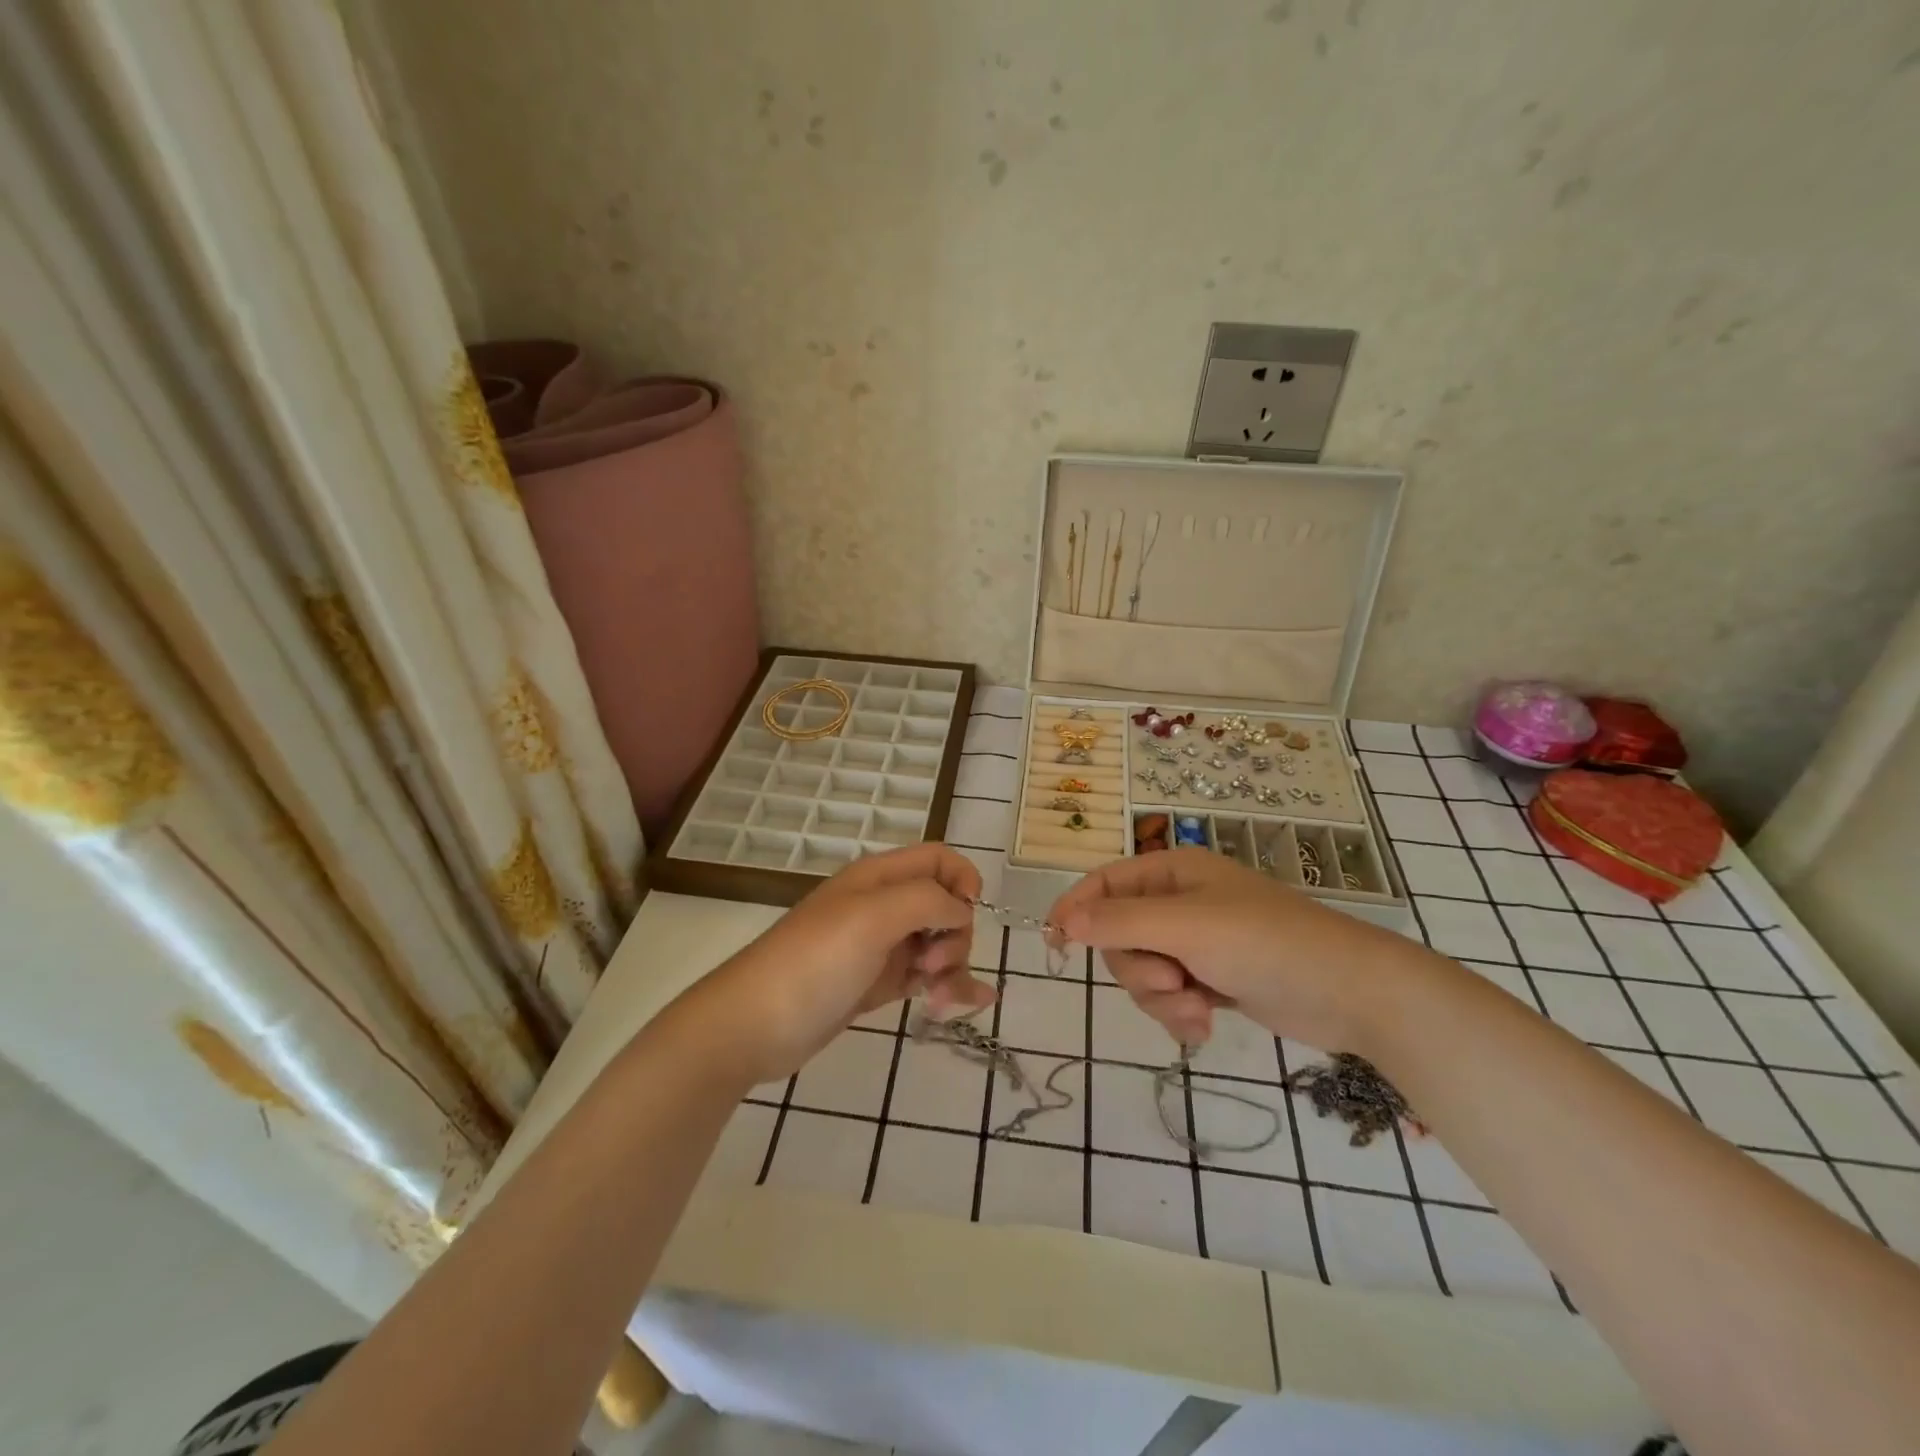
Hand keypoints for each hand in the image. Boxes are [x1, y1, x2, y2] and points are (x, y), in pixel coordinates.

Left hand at [689, 843, 995, 1085]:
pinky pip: (925, 977)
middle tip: (931, 966)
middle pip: (944, 904)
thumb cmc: (815, 961)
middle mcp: (882, 905)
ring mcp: (879, 946)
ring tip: (941, 1002)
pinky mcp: (875, 983)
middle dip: (955, 935)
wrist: (754, 1025)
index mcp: (879, 878)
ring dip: (953, 968)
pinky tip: (973, 1003)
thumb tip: (961, 910)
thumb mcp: (873, 917)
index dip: (963, 879)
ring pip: (937, 944)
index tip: (969, 913)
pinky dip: (950, 986)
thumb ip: (927, 900)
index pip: (938, 859)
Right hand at [1048, 847, 1426, 1053]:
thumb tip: (1061, 918)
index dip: (1075, 910)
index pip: (1104, 883)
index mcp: (1173, 872)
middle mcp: (1180, 902)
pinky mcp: (1214, 978)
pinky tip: (1207, 1025)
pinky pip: (1171, 996)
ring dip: (1162, 999)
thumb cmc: (1264, 943)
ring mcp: (1198, 942)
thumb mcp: (1184, 926)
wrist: (1350, 992)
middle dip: (1138, 970)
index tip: (1055, 946)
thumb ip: (1118, 922)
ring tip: (1198, 1011)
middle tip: (1172, 982)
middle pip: (1120, 936)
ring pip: (1144, 972)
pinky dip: (1181, 1014)